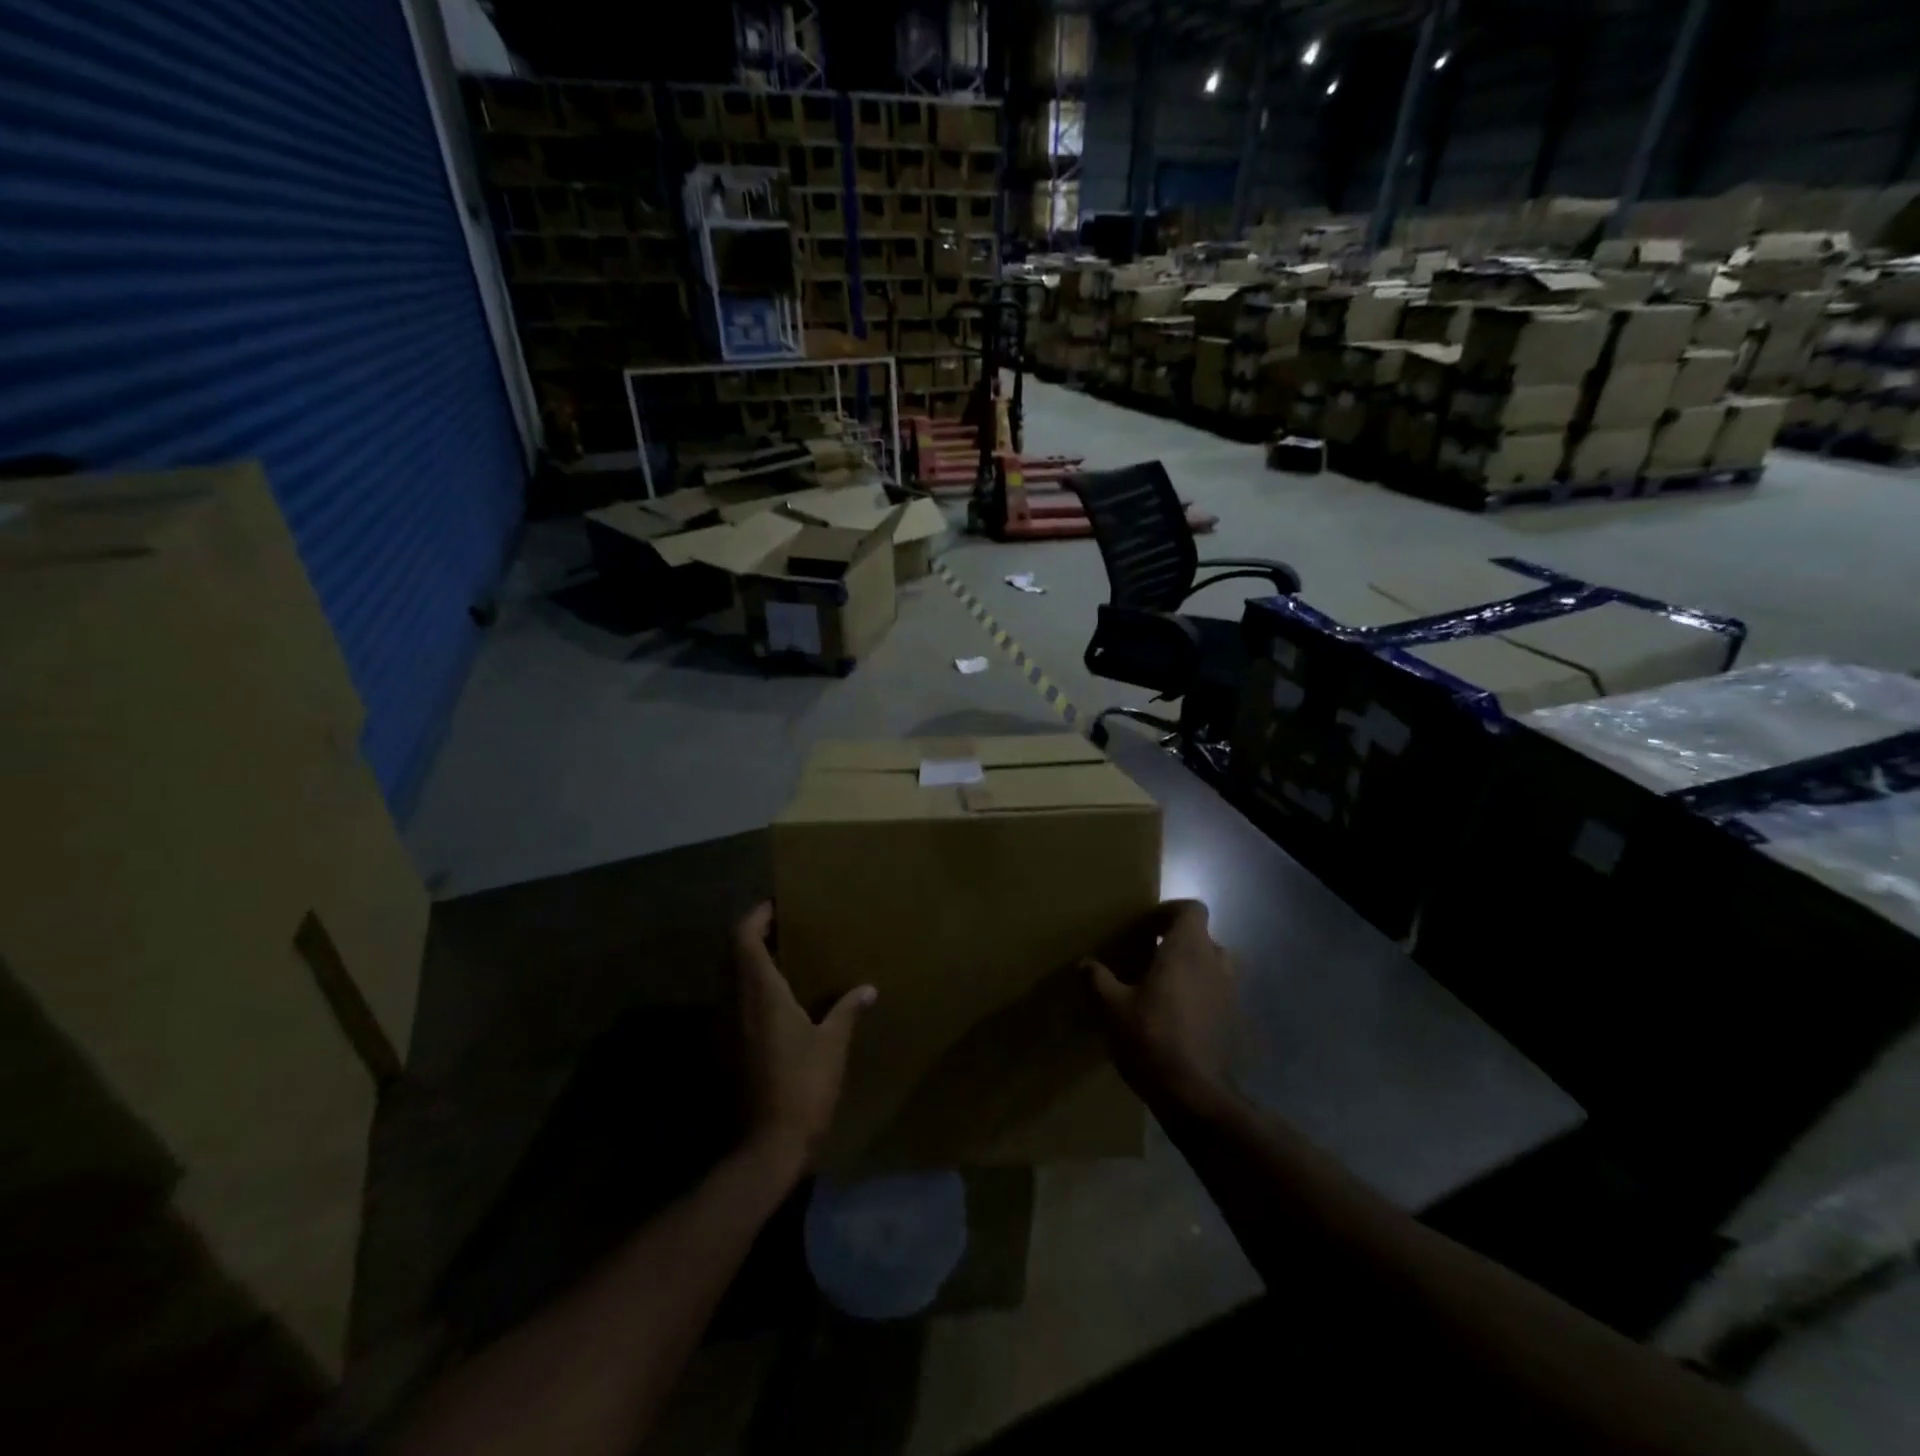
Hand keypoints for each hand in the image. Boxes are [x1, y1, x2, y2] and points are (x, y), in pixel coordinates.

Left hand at [734, 903, 875, 1171]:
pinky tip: (778, 1002)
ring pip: (730, 979)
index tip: (778, 906)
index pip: (743, 938)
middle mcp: (735, 1002)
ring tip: (786, 960)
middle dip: (754, 936)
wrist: (767, 1145)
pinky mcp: (724, 1048)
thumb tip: (868, 989)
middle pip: (733, 954)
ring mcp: (725, 1027)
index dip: (756, 916)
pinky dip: (750, 989)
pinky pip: (733, 1003)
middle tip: (786, 930)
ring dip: (751, 963)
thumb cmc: (803, 1086)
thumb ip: (848, 1010)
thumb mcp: (833, 1045)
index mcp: (760, 993)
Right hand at [1085, 900, 1234, 1104]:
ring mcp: (1228, 993)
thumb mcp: (1110, 1006)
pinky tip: (1171, 1017)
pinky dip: (1198, 995)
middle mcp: (1214, 963)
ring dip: (1190, 969)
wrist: (1193, 1094)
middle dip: (1177, 942)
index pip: (1192, 909)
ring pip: (1211, 966)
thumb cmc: (1150, 1037)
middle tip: (1147, 957)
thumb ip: (1096, 979)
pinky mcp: (1232, 1021)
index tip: (1145, 929)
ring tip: (1160, 986)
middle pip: (1202, 937)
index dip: (1169, 912)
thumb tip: (1086, 964)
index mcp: (1188, 949)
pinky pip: (1215, 994)